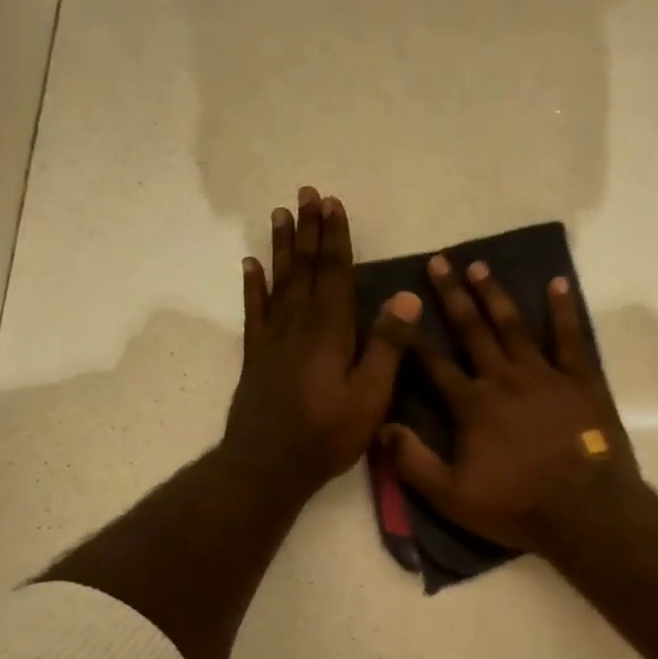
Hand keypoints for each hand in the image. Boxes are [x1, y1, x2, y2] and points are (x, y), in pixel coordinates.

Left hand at [223, 187, 419, 500]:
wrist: (268, 465)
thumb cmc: (327, 435)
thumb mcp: (370, 396)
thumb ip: (387, 345)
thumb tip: (407, 295)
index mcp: (331, 332)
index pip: (336, 274)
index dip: (336, 238)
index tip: (333, 203)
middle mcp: (300, 325)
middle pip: (307, 269)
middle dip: (310, 231)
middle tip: (306, 193)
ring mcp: (274, 339)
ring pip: (280, 282)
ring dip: (284, 247)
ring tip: (281, 214)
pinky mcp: (257, 356)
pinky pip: (255, 311)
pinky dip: (253, 285)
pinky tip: (250, 264)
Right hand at [381, 256, 639, 551]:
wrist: (585, 511)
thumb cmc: (517, 506)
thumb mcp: (452, 497)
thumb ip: (413, 463)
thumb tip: (382, 429)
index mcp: (473, 405)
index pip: (433, 363)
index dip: (412, 336)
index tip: (396, 307)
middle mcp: (505, 379)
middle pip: (473, 331)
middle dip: (453, 296)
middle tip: (440, 261)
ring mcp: (545, 376)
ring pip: (514, 327)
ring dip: (496, 295)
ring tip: (480, 266)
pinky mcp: (581, 381)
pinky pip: (570, 339)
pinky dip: (563, 311)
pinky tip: (558, 284)